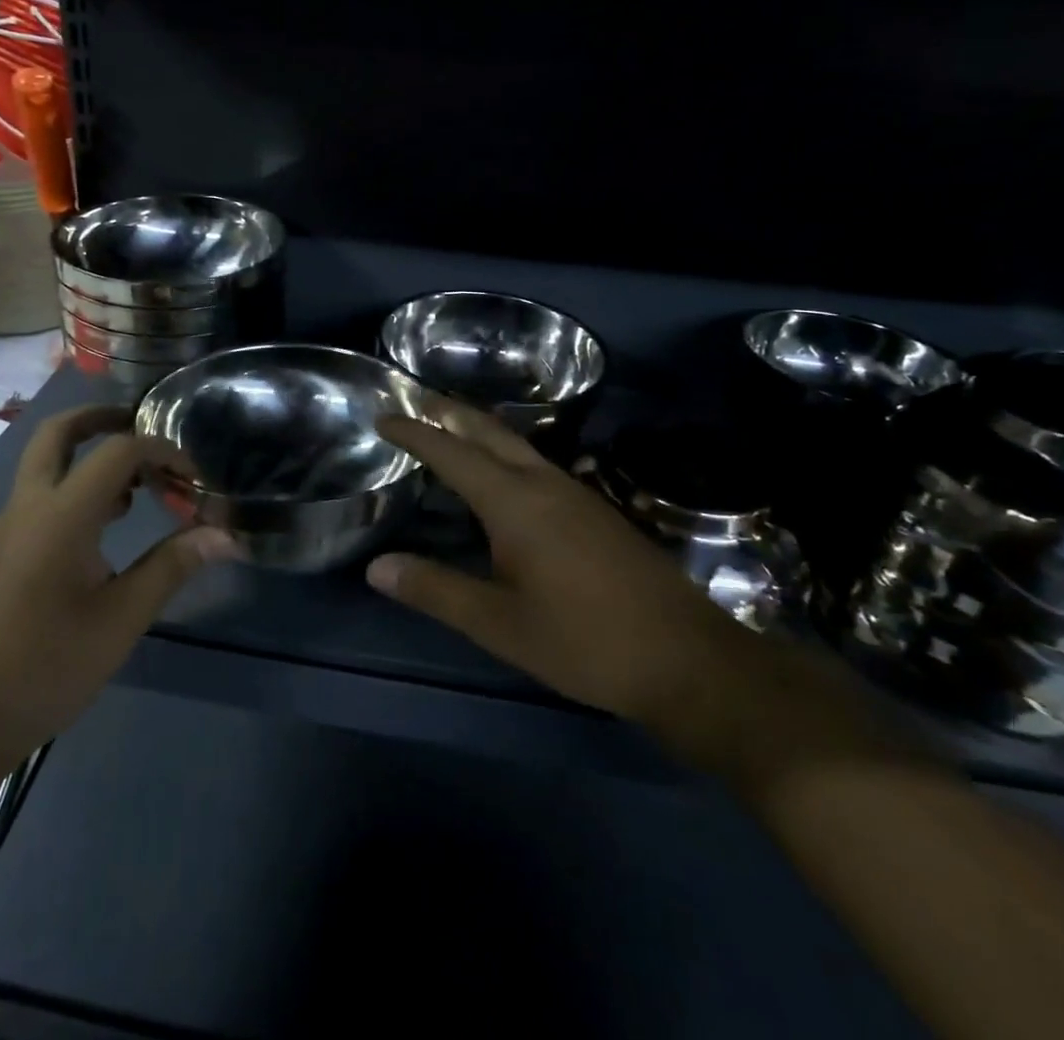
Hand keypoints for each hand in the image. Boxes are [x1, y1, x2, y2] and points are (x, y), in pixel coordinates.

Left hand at [0, 405, 236, 829]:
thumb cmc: (43, 670)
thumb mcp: (120, 621)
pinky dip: (73, 488)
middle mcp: (27, 505)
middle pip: (59, 432)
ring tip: (137, 486)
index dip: (162, 452)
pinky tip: (103, 529)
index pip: (118, 451)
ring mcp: (5, 527)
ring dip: (88, 455)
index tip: (194, 480)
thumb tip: (224, 534)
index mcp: (61, 514)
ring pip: (44, 463)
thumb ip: (171, 567)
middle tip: (144, 427)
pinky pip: (38, 496)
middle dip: (102, 419)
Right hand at [368, 399, 890, 787]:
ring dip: (480, 431)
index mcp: (515, 503)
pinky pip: (537, 465)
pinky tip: (504, 480)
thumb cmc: (584, 641)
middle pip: (490, 432)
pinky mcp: (596, 512)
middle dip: (450, 413)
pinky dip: (505, 454)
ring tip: (450, 432)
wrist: (687, 659)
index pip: (453, 453)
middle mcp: (545, 484)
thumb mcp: (499, 624)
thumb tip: (376, 566)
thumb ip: (435, 590)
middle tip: (416, 403)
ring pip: (518, 445)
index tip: (384, 416)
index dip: (415, 433)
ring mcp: (577, 494)